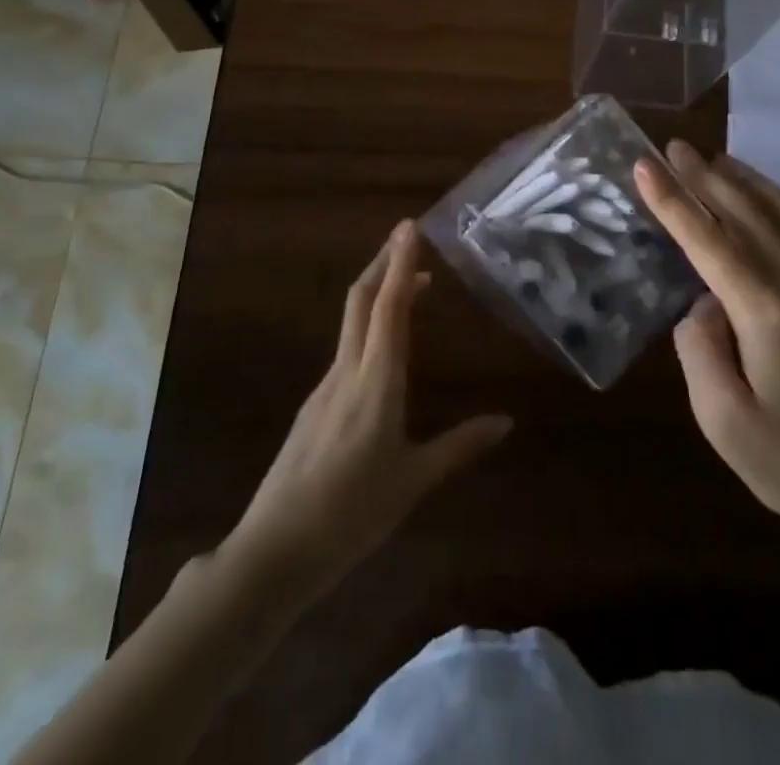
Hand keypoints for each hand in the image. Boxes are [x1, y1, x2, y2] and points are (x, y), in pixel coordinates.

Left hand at [221, 220, 511, 596]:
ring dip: (378, 292)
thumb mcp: (414, 481)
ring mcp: (324, 386)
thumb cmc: (351, 514)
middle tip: (408, 237)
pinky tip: (384, 347)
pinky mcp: (314, 405)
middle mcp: (346, 371)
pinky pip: (346, 348)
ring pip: (352, 321)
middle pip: (361, 300)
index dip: (401, 264)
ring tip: (411, 286)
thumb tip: (506, 422)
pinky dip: (369, 326)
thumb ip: (460, 446)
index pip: (389, 307)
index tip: (410, 227)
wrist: (273, 552)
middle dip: (385, 263)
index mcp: (375, 381)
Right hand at [634, 142, 779, 543]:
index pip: (708, 240)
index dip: (672, 202)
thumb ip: (698, 349)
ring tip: (716, 159)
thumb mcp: (721, 419)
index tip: (645, 165)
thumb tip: (702, 304)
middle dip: (704, 178)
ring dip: (747, 182)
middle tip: (674, 147)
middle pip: (744, 214)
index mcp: (765, 310)